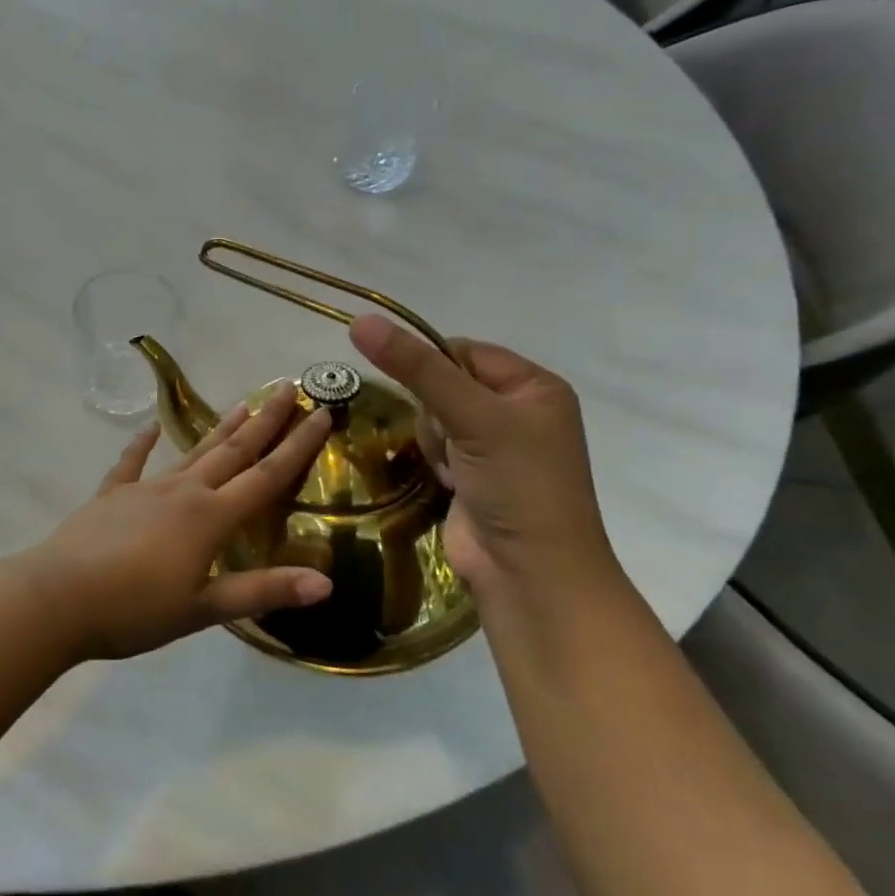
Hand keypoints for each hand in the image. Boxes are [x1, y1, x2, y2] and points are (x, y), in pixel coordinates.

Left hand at [21, 396, 334, 660]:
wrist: (59, 597)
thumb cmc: (135, 609)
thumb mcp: (203, 609)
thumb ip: (261, 591)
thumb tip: (325, 582)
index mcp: (210, 518)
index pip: (266, 477)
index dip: (297, 447)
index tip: (321, 414)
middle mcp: (182, 492)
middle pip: (232, 451)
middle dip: (264, 421)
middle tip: (288, 388)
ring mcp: (144, 488)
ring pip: (191, 451)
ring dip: (219, 428)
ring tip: (243, 402)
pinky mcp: (111, 495)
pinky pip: (132, 462)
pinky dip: (142, 443)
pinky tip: (150, 425)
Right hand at [348, 315, 615, 596]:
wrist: (529, 575)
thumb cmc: (516, 485)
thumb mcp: (470, 416)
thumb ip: (415, 368)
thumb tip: (360, 321)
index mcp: (534, 386)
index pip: (462, 350)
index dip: (433, 367)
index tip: (425, 396)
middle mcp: (518, 410)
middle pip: (443, 384)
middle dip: (435, 412)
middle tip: (453, 442)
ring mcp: (495, 445)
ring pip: (433, 416)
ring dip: (434, 440)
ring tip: (453, 469)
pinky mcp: (473, 474)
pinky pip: (435, 446)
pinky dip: (434, 460)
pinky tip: (449, 482)